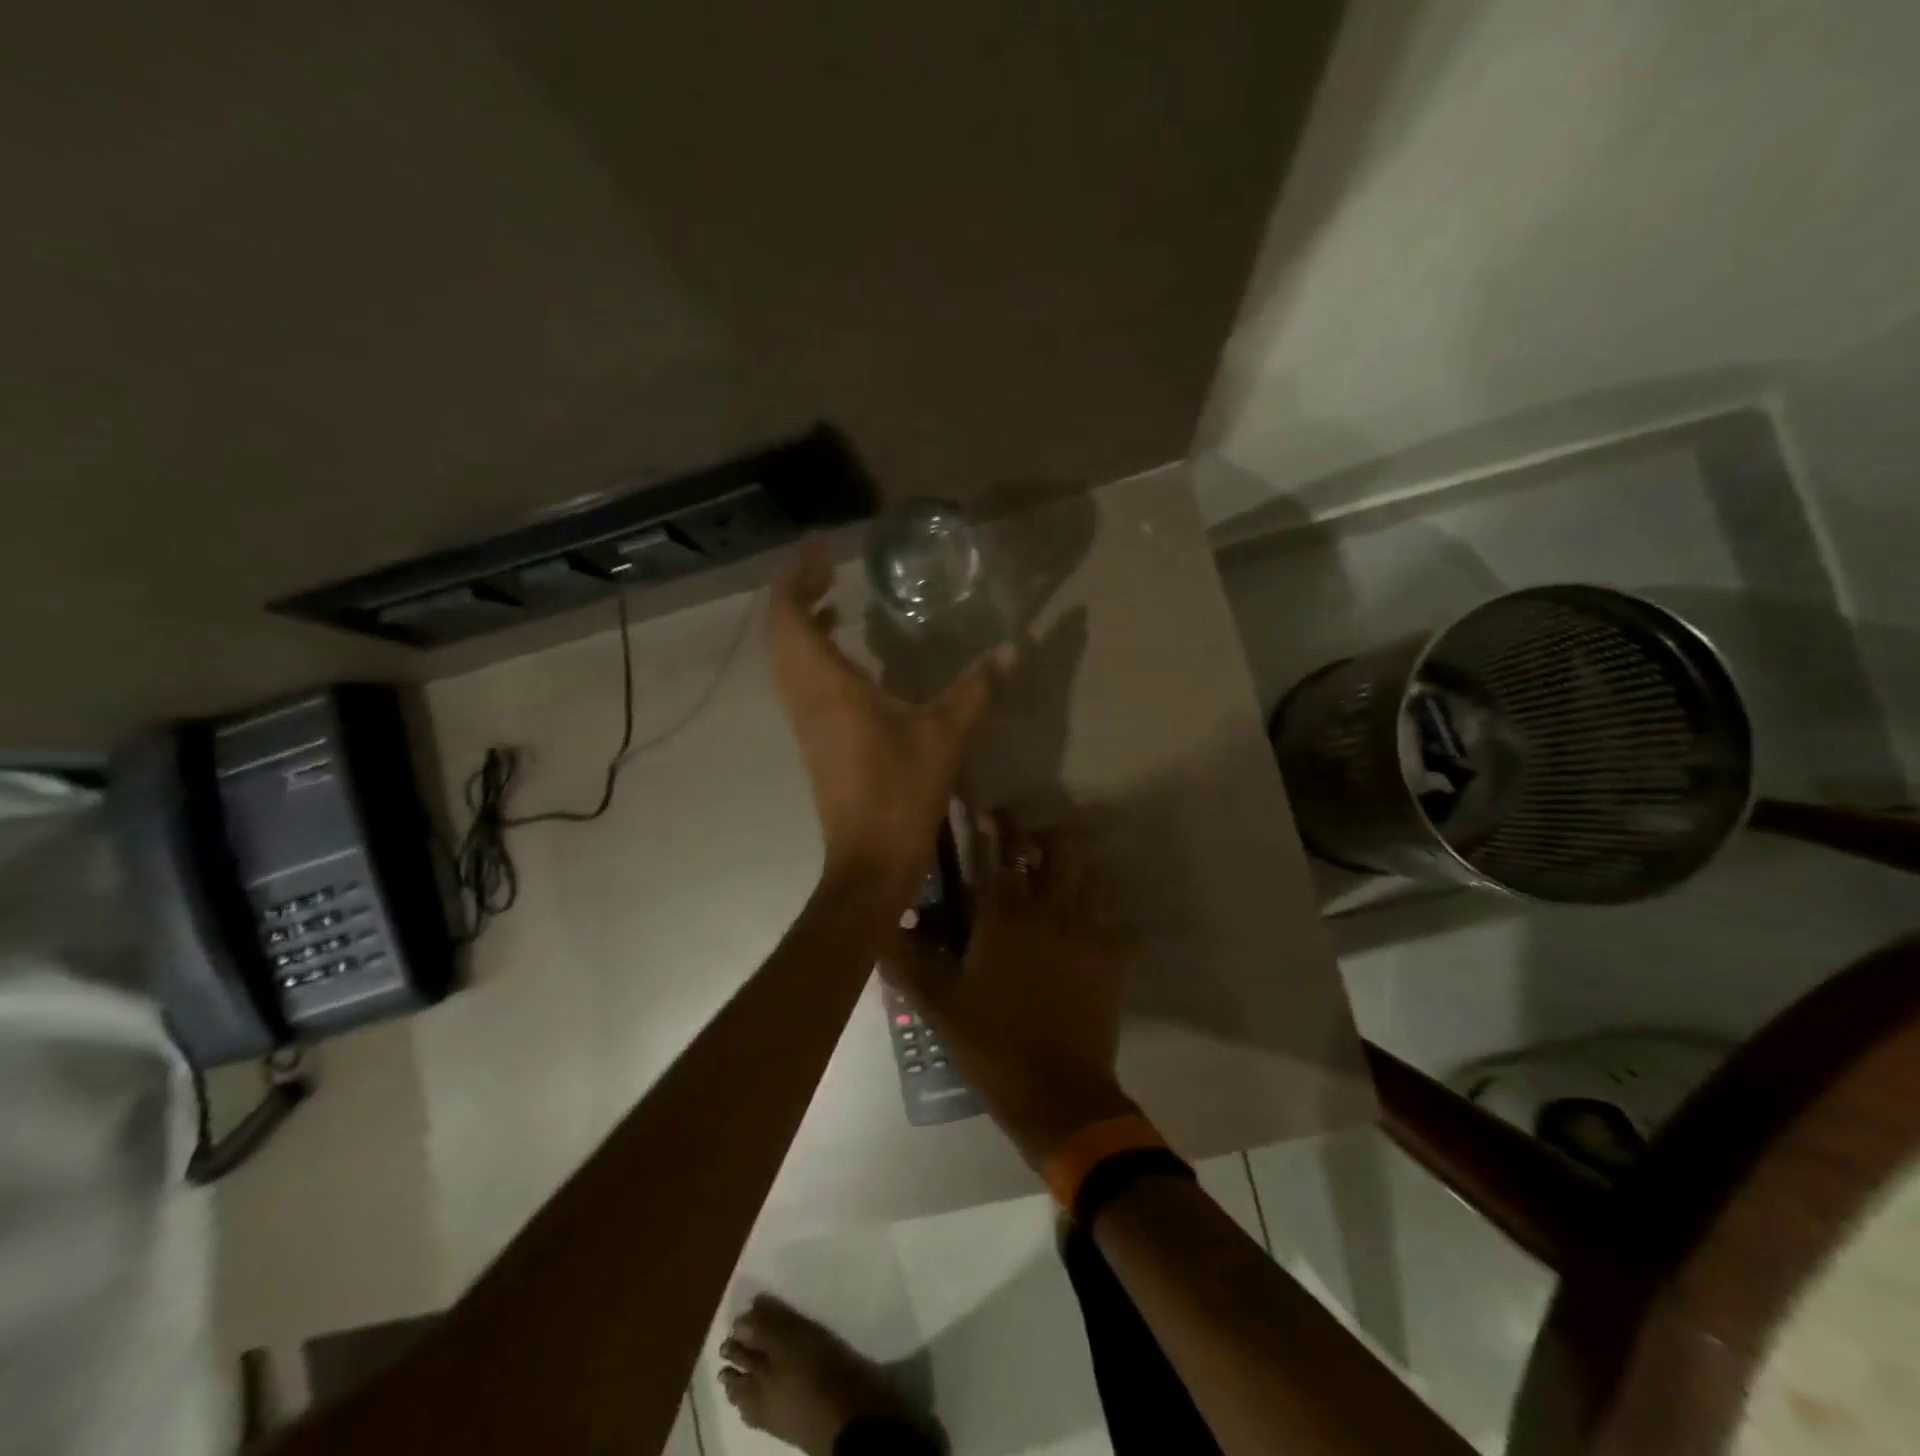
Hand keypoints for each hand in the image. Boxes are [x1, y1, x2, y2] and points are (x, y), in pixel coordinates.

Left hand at [768, 538, 1004, 888]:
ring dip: (801, 620)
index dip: (795, 575)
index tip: (819, 545)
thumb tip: (1014, 648)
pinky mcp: (815, 739)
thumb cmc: (900, 792)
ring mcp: (805, 720)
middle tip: (828, 563)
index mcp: (826, 686)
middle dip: (797, 589)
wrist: (869, 859)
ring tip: (834, 596)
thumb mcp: (945, 735)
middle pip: (779, 630)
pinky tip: (847, 652)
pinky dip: (812, 651)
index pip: (788, 616)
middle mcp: (805, 697)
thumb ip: (977, 689)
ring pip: (786, 657)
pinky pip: (800, 679)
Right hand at [882, 813, 1135, 1165]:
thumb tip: (882, 928)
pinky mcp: (1114, 959)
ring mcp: (1088, 932)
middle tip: (1029, 846)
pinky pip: (1119, 922)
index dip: (997, 826)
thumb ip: (907, 963)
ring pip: (1094, 874)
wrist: (1058, 1094)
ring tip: (1061, 878)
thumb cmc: (992, 1045)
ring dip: (1077, 867)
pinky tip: (1092, 928)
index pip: (1001, 853)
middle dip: (1045, 835)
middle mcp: (1050, 911)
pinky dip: (1108, 916)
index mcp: (1004, 917)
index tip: (989, 810)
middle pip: (1060, 848)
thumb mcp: (939, 1006)